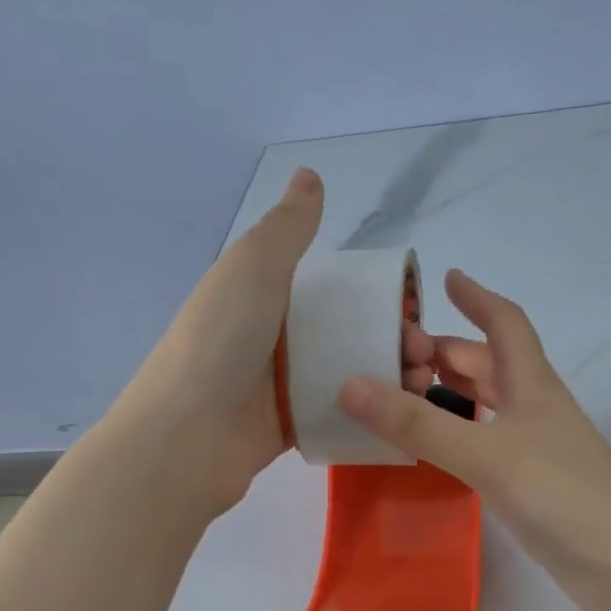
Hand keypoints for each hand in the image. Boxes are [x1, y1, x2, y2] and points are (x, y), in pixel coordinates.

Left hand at [108, 167, 437, 519]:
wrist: (186, 436)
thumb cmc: (221, 342)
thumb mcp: (253, 267)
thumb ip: (287, 227)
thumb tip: (309, 174)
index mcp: (265, 296)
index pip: (334, 290)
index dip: (378, 296)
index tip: (414, 309)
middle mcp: (274, 338)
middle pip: (348, 333)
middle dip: (394, 340)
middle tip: (424, 356)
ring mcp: (281, 386)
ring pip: (348, 375)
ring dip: (389, 377)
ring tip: (422, 387)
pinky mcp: (290, 426)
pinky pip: (337, 413)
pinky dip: (370, 413)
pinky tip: (401, 417)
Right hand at [341, 270, 610, 610]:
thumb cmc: (562, 496)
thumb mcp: (485, 455)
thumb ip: (418, 424)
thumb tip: (350, 384)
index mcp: (532, 385)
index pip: (506, 324)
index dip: (478, 297)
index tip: (448, 278)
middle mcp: (535, 409)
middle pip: (491, 364)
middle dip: (448, 351)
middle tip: (396, 353)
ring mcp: (536, 448)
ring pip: (488, 406)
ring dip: (451, 393)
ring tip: (403, 393)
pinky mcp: (532, 485)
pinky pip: (486, 443)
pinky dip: (457, 434)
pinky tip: (434, 449)